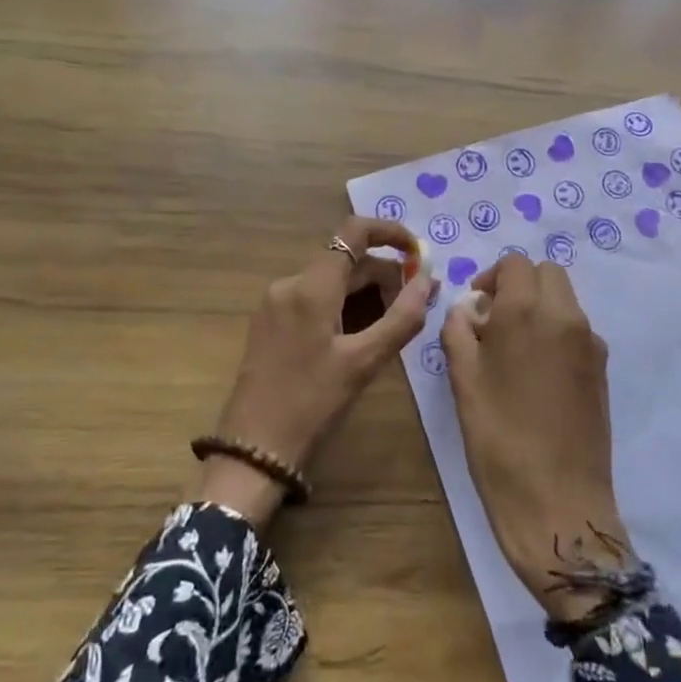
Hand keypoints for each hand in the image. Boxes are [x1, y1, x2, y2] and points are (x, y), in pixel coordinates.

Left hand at [199, 217, 432, 526]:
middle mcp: (290, 283)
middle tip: (419, 302)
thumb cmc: (312, 404)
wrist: (253, 450)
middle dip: (386, 273)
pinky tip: (362, 333)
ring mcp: (276, 302)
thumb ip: (402, 317)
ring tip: (395, 322)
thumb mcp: (364, 362)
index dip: (390, 233)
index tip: (418, 254)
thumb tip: (428, 279)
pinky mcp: (271, 321)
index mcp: (311, 286)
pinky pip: (315, 297)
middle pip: (347, 260)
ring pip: (332, 280)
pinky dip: (345, 305)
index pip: (354, 231)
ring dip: (368, 291)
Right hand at [440, 256, 628, 621]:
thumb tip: (469, 309)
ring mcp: (590, 341)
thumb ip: (460, 330)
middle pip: (546, 272)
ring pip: (564, 299)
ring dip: (539, 306)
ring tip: (514, 349)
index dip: (491, 276)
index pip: (515, 263)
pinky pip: (577, 329)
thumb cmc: (498, 438)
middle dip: (519, 284)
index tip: (476, 307)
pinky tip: (538, 374)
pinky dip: (556, 331)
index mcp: (527, 310)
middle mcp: (565, 315)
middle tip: (494, 321)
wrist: (556, 500)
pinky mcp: (602, 368)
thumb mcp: (463, 380)